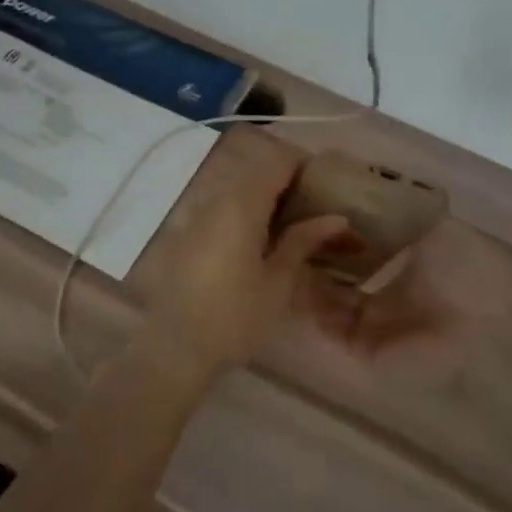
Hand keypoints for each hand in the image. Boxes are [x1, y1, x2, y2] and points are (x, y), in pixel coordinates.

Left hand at [139, 131, 350, 376]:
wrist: (175, 349)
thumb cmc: (235, 317)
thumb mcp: (278, 281)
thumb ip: (303, 241)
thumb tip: (335, 218)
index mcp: (241, 205)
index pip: (277, 162)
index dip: (304, 167)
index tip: (326, 189)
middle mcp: (215, 201)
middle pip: (257, 175)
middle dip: (288, 187)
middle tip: (315, 215)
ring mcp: (195, 218)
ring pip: (238, 194)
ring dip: (266, 204)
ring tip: (292, 234)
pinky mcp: (185, 237)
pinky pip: (221, 213)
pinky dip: (245, 219)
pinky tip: (259, 248)